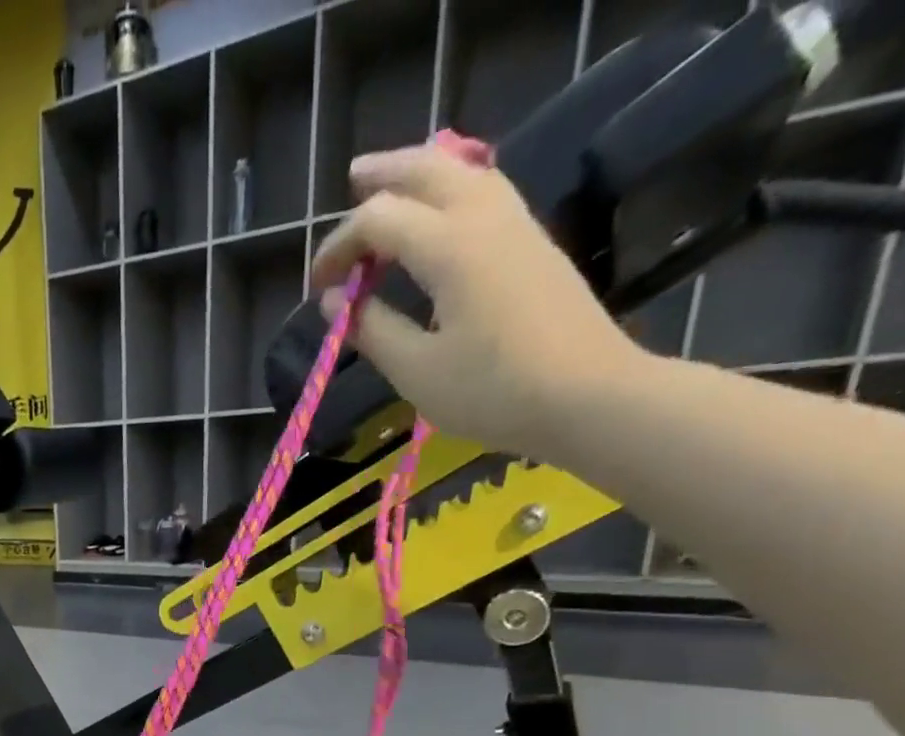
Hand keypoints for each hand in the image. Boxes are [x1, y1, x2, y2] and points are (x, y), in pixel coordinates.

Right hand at [310, 144, 643, 461]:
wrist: (587, 395)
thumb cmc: (492, 390)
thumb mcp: (416, 370)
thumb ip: (372, 329)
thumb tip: (335, 300)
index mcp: (450, 248)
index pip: (379, 220)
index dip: (339, 246)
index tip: (318, 287)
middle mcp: (484, 218)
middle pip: (428, 170)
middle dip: (385, 175)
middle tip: (351, 182)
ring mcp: (515, 226)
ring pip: (464, 173)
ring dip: (422, 173)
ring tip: (393, 187)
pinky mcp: (532, 244)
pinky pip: (485, 192)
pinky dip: (451, 190)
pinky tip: (438, 215)